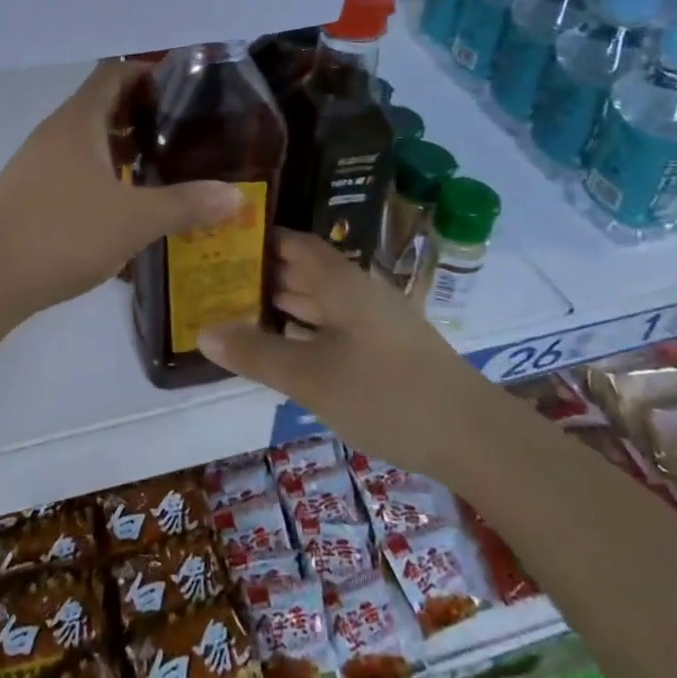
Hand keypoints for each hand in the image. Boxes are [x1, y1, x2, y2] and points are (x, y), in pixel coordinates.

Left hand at [0, 62, 242, 317]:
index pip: (114, 73)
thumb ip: (187, 205)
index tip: (182, 88)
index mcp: (78, 122)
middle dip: (141, 113)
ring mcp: (37, 161)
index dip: (147, 72)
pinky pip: (72, 166)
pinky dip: (101, 172)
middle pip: (101, 104)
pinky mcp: (29, 191)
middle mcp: (54, 132)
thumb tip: (236, 195)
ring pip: (86, 139)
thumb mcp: (135, 220)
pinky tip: (122, 203)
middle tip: (182, 131)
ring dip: (120, 146)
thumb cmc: (64, 233)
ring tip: (159, 166)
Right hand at [199, 231, 486, 475]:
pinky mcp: (385, 352)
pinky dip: (303, 333)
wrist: (474, 438)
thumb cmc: (386, 394)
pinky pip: (333, 329)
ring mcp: (374, 323)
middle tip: (212, 283)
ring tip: (234, 314)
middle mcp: (356, 292)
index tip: (218, 244)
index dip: (256, 239)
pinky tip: (282, 349)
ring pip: (318, 303)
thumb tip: (203, 332)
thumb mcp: (310, 377)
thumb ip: (256, 353)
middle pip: (303, 271)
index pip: (292, 243)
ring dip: (281, 306)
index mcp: (340, 282)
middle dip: (260, 276)